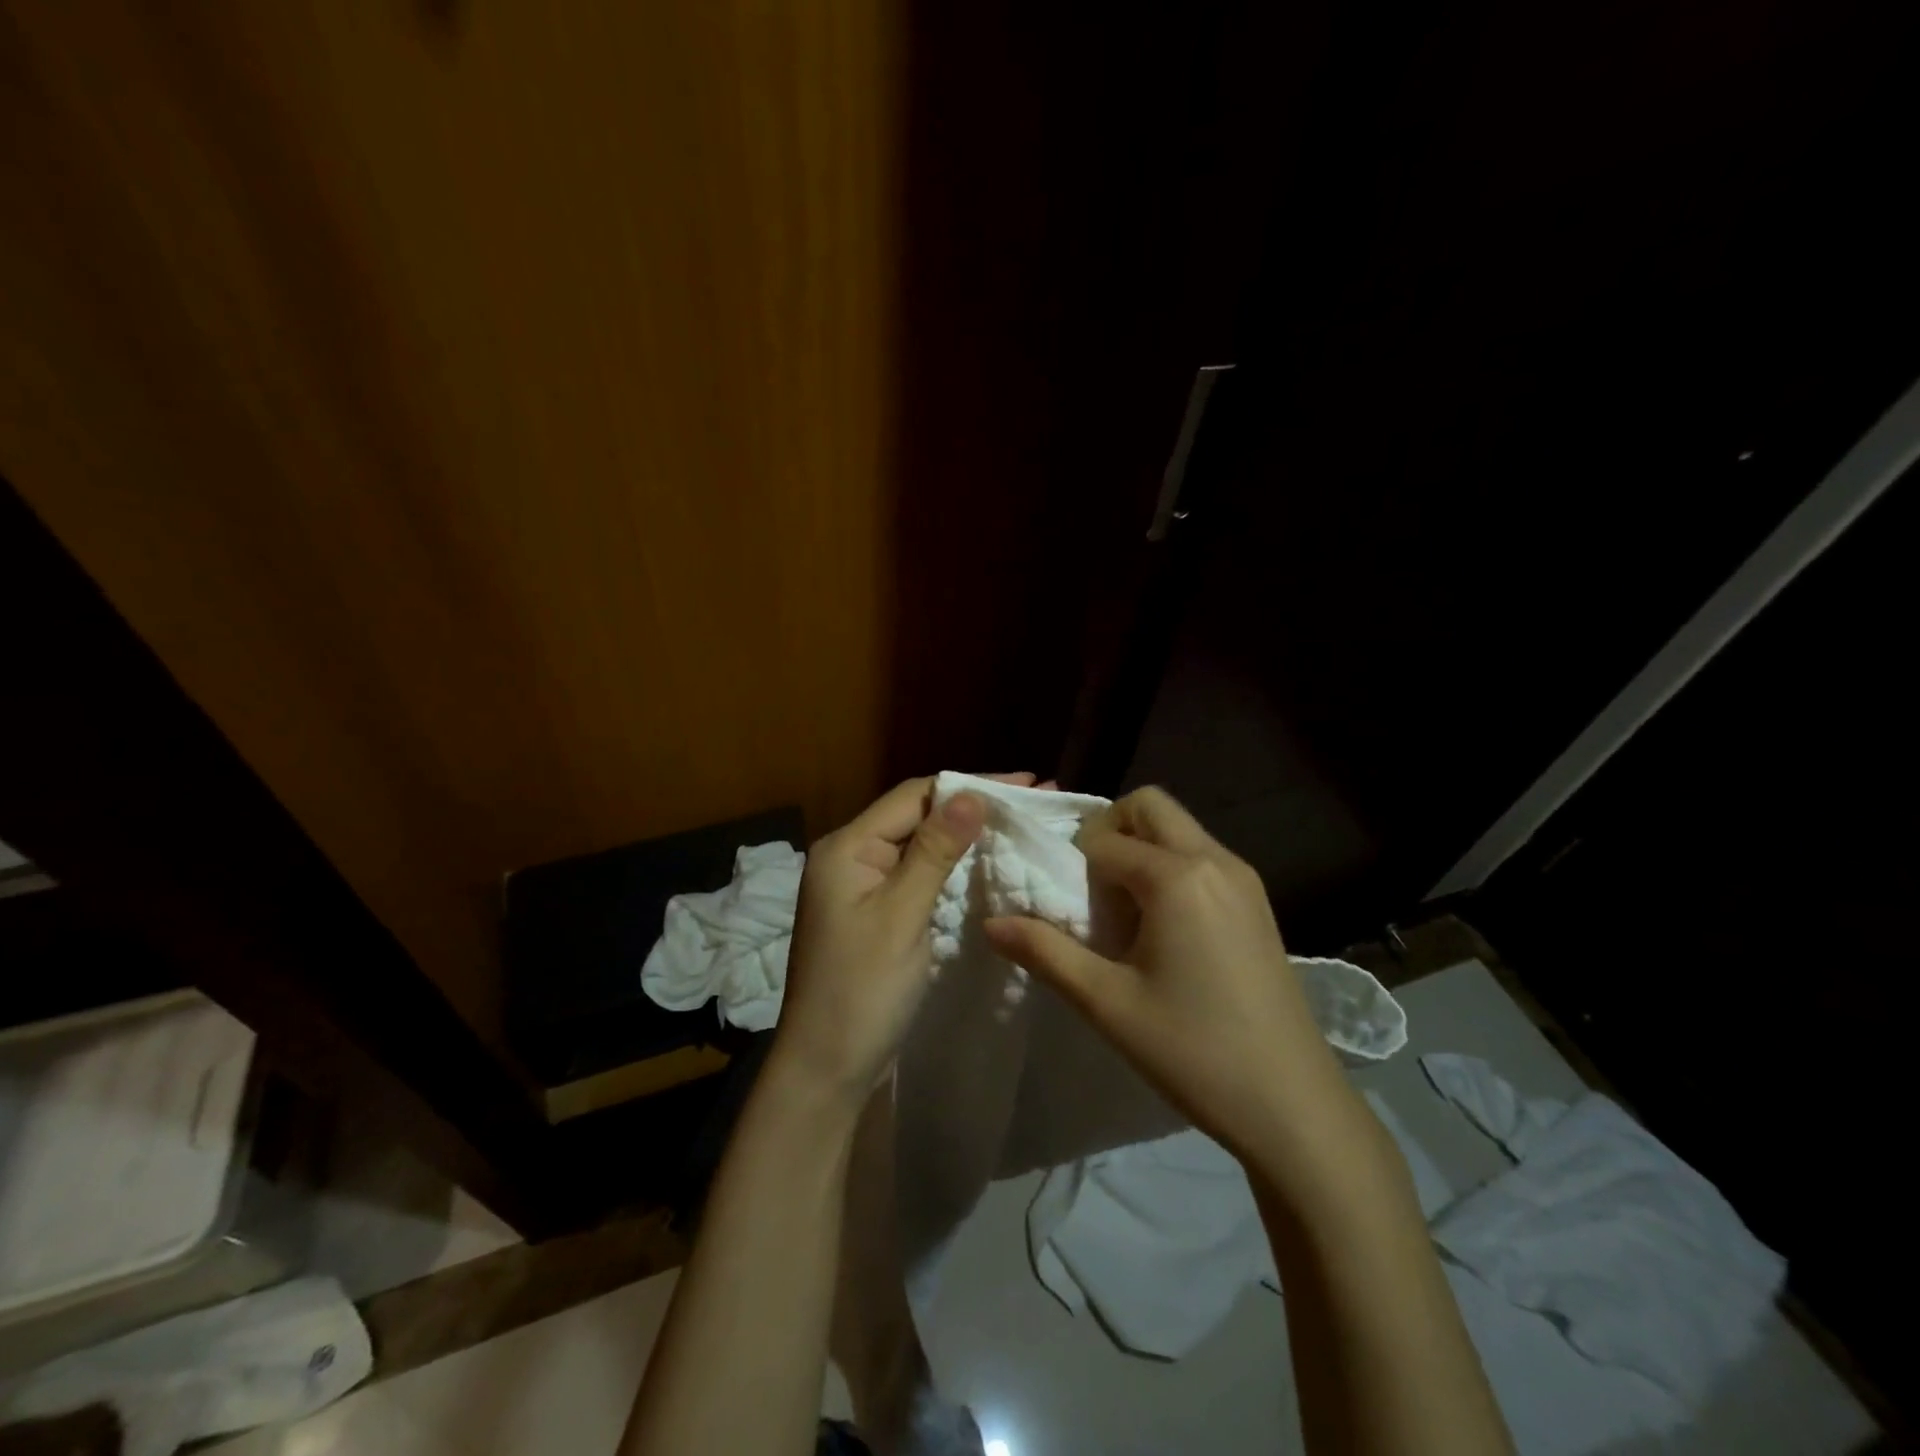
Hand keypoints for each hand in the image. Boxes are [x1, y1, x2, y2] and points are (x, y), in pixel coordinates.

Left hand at [775, 774, 1042, 1102]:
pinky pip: (919, 874)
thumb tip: (971, 794)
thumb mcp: (901, 916)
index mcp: (846, 848)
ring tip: (1019, 826)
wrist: (826, 1069)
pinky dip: (953, 866)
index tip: (1026, 784)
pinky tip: (987, 863)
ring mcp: (863, 886)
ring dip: (966, 835)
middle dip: (972, 807)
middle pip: (917, 815)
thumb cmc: (861, 991)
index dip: (969, 785)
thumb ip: (934, 852)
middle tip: (1032, 803)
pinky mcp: (877, 912)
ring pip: (921, 845)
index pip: (914, 796)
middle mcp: (851, 857)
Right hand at [984, 786, 1361, 1173]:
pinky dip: (1169, 868)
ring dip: (1140, 850)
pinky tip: (1162, 930)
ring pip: (1178, 829)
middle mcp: (1215, 860)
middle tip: (1089, 890)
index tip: (1064, 910)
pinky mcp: (1258, 902)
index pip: (1103, 839)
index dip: (1071, 866)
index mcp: (1177, 876)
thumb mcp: (1107, 1003)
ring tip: (1124, 915)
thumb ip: (1045, 952)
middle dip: (1108, 832)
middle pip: (1149, 807)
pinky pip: (1201, 857)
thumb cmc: (1194, 1051)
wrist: (1294, 1105)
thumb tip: (989, 923)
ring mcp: (1244, 879)